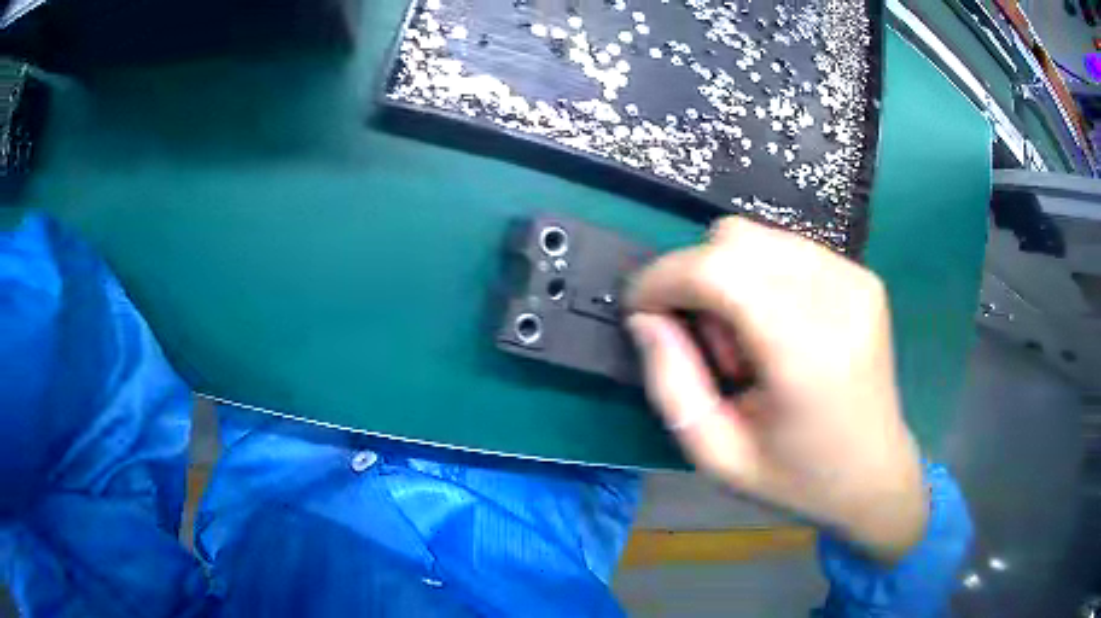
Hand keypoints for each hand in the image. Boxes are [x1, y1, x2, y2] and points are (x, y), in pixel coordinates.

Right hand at [626, 217, 926, 562]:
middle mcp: (838, 298)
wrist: (874, 475)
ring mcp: (856, 279)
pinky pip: (787, 248)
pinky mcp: (862, 276)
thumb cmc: (796, 478)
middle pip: (736, 238)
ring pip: (758, 236)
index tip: (641, 309)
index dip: (665, 278)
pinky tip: (775, 327)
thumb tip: (645, 317)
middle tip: (708, 343)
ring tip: (747, 341)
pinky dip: (761, 276)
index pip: (719, 270)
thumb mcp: (717, 455)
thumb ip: (671, 383)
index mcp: (807, 352)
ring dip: (729, 277)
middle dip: (696, 278)